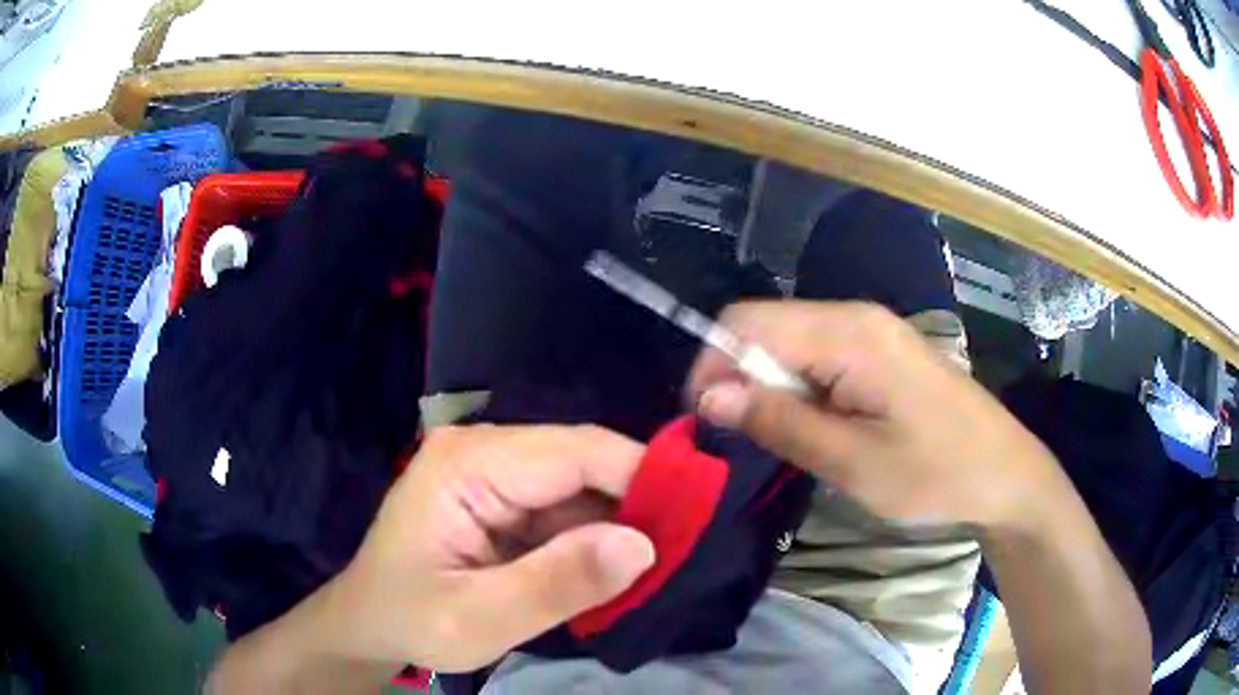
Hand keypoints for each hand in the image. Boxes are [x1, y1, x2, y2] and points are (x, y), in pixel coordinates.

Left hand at [308, 425, 655, 671]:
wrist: (370, 624)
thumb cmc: (409, 619)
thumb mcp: (476, 619)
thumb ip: (555, 585)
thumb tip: (642, 544)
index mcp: (469, 463)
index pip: (576, 451)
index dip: (642, 476)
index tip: (696, 516)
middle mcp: (485, 452)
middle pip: (584, 464)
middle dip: (637, 505)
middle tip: (685, 551)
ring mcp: (495, 475)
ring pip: (583, 489)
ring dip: (621, 527)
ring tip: (663, 565)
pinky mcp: (505, 502)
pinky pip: (567, 511)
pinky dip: (597, 541)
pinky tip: (620, 570)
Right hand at [688, 300, 1066, 531]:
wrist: (1004, 473)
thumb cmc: (936, 473)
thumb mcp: (854, 461)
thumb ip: (781, 422)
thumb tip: (710, 397)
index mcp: (850, 333)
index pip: (748, 322)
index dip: (713, 365)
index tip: (706, 422)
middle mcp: (856, 316)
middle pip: (766, 327)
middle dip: (740, 378)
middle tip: (745, 439)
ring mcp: (872, 331)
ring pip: (790, 343)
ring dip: (770, 387)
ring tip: (781, 440)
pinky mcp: (881, 352)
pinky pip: (819, 356)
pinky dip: (800, 389)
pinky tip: (816, 427)